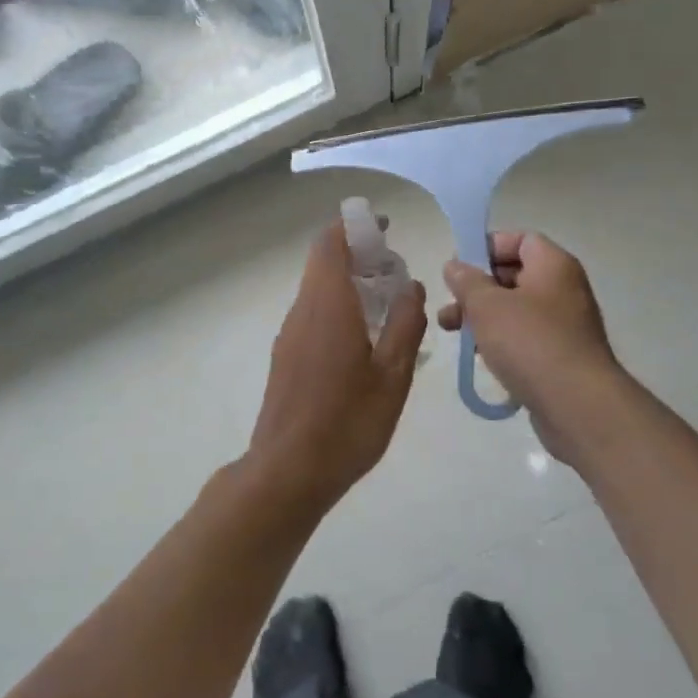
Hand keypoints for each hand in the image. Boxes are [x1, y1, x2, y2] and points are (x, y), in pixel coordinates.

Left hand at [250, 220, 427, 509]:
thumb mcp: (393, 375)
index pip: (331, 243)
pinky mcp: (286, 356)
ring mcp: (289, 334)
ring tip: (388, 307)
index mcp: (328, 305)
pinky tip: (365, 342)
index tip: (384, 228)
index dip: (354, 226)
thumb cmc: (347, 422)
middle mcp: (302, 310)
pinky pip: (313, 314)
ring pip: (318, 290)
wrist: (288, 471)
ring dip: (349, 284)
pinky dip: (338, 308)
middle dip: (358, 256)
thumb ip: (405, 324)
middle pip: (324, 263)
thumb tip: (411, 286)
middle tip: (396, 274)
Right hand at [439, 232, 626, 467]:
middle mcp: (564, 288)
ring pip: (516, 308)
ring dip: (483, 315)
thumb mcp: (487, 305)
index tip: (459, 265)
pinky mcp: (561, 356)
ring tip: (451, 330)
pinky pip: (525, 336)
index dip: (488, 246)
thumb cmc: (530, 342)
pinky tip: (478, 354)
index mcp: (554, 265)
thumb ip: (466, 281)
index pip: (520, 239)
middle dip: (478, 286)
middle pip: (515, 274)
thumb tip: (454, 266)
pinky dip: (501, 339)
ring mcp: (565, 324)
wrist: (577, 405)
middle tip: (450, 302)